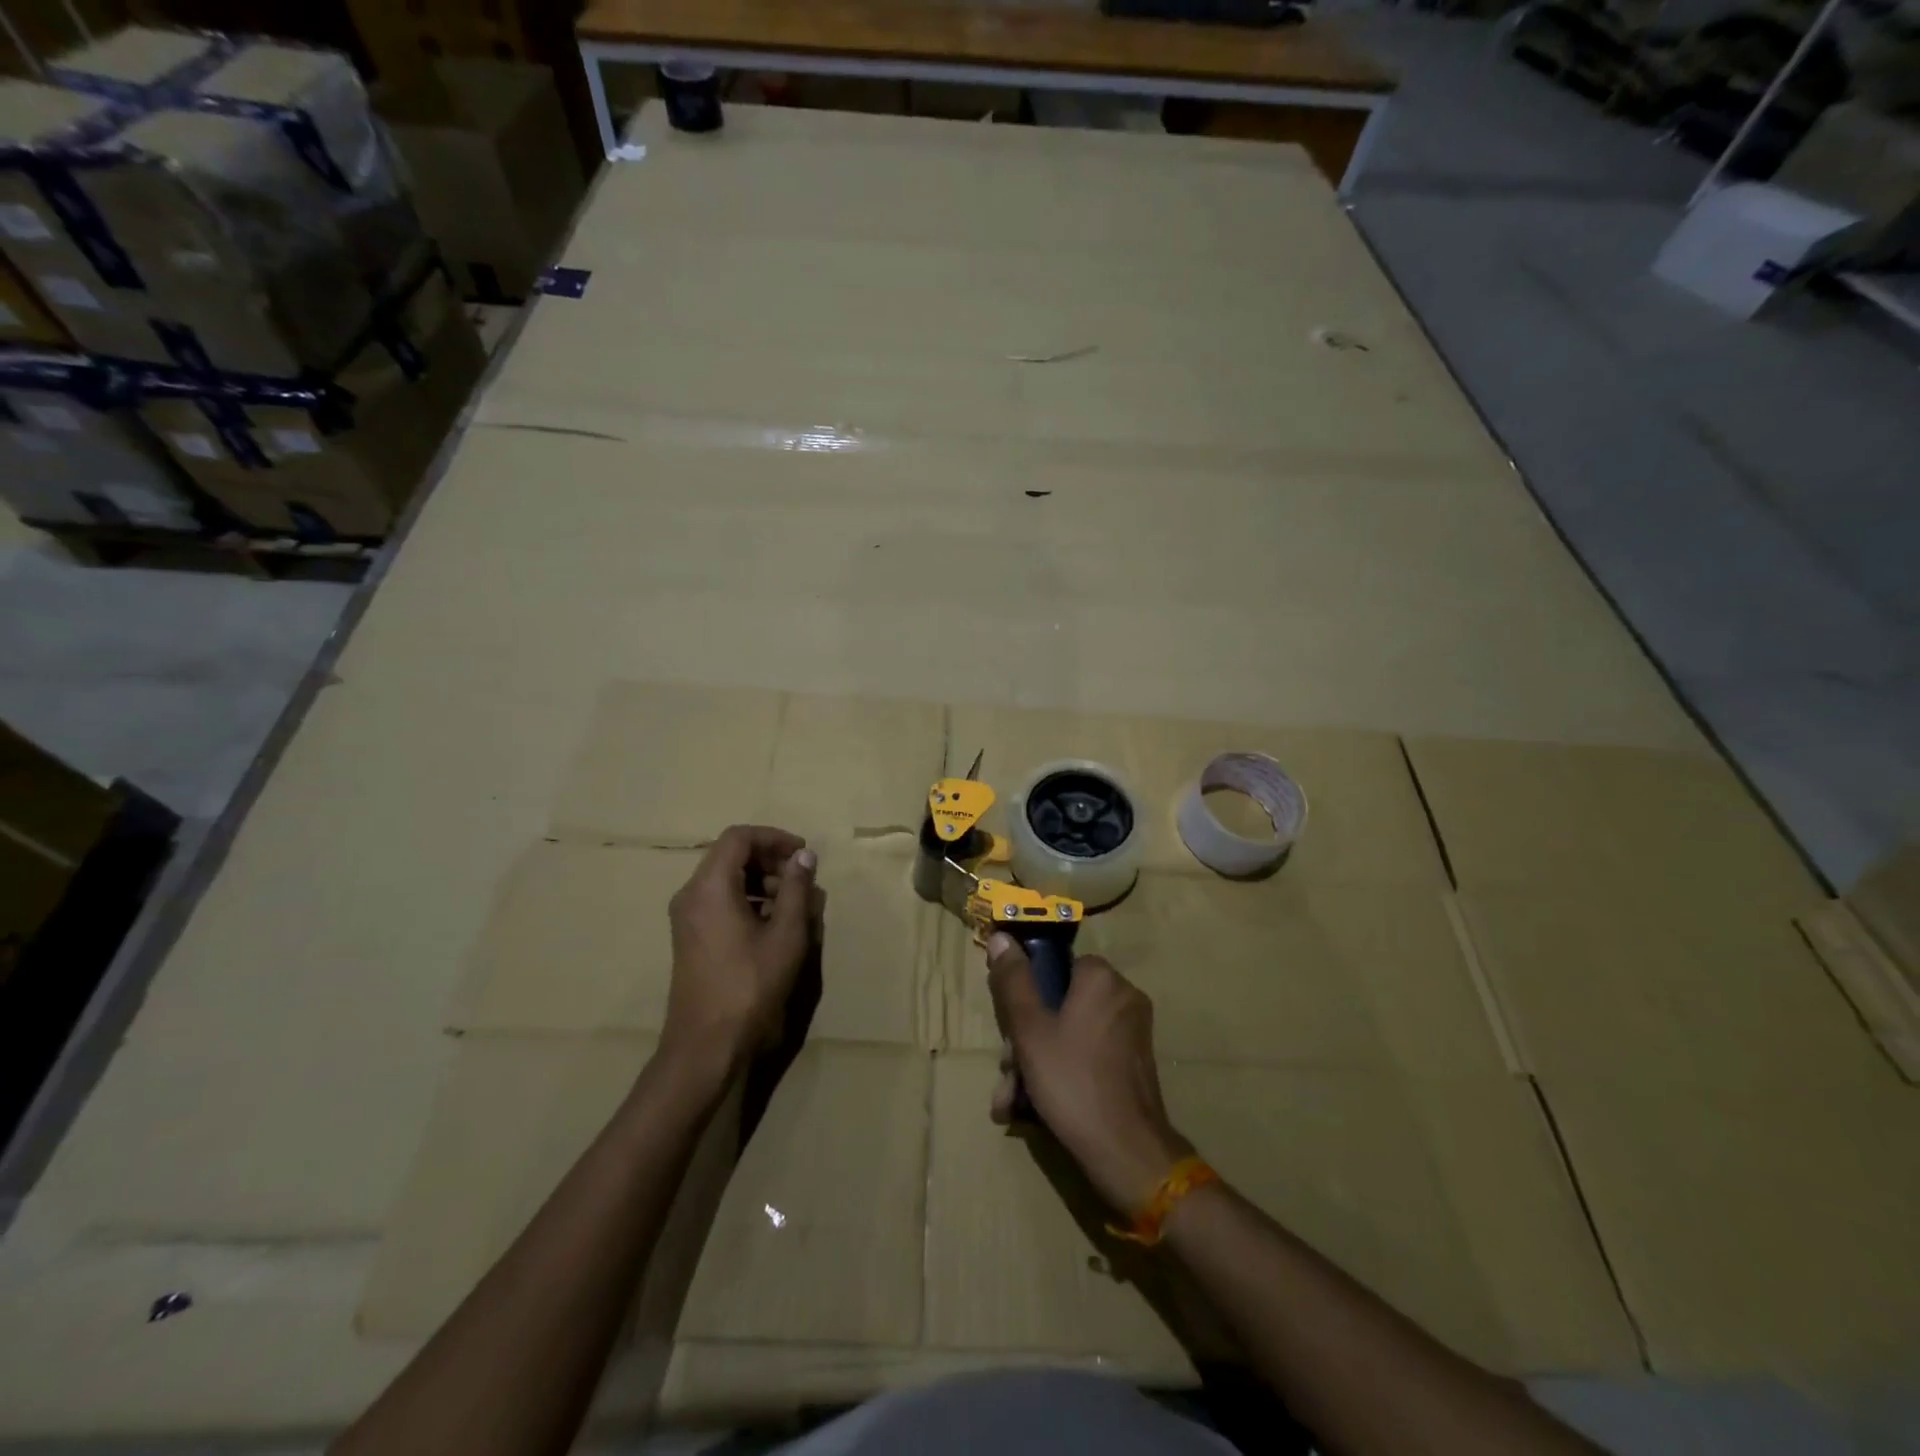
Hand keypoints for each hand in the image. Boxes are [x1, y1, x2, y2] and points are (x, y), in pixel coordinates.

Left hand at [664, 825, 817, 1073]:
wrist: (706, 1046)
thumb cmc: (750, 986)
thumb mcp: (785, 935)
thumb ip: (796, 889)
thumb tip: (804, 856)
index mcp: (710, 887)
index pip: (739, 837)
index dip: (774, 838)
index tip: (803, 854)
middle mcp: (691, 895)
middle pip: (730, 855)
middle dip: (769, 859)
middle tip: (801, 880)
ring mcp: (686, 918)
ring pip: (725, 879)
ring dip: (761, 881)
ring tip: (793, 905)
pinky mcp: (690, 938)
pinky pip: (719, 901)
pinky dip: (747, 900)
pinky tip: (772, 925)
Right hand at [986, 933, 1193, 1213]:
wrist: (1126, 1151)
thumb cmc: (1072, 1080)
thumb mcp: (1029, 1029)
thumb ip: (1013, 981)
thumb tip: (1001, 936)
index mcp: (1101, 978)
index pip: (1054, 966)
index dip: (1025, 994)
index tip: (1008, 1027)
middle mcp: (1123, 996)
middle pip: (1060, 1004)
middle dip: (1026, 1040)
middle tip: (1008, 1072)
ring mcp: (1132, 1031)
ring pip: (1070, 1033)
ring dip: (1037, 1062)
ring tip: (1013, 1100)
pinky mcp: (1134, 1062)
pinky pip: (1089, 1054)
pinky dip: (1063, 1072)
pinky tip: (1035, 1107)